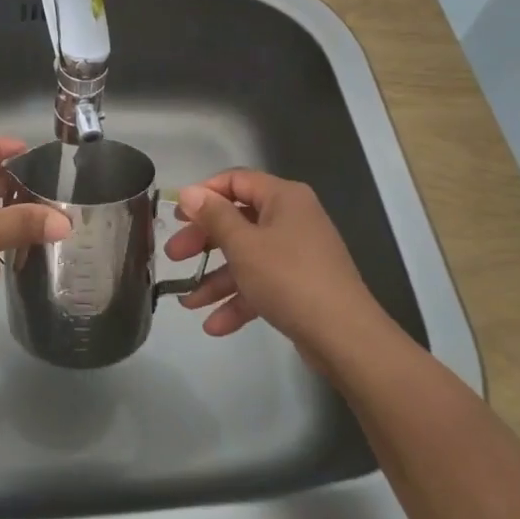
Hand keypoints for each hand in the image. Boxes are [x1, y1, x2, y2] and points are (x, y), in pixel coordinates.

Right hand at [165, 168, 383, 357]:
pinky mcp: (300, 286)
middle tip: (174, 256)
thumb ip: (213, 216)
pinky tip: (214, 325)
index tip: (178, 214)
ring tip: (187, 302)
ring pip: (247, 256)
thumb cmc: (289, 278)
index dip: (204, 194)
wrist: (345, 337)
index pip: (236, 181)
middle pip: (238, 220)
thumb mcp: (243, 245)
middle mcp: (292, 218)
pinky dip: (239, 300)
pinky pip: (262, 283)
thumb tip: (189, 192)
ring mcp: (298, 253)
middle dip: (204, 242)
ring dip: (217, 278)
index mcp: (283, 197)